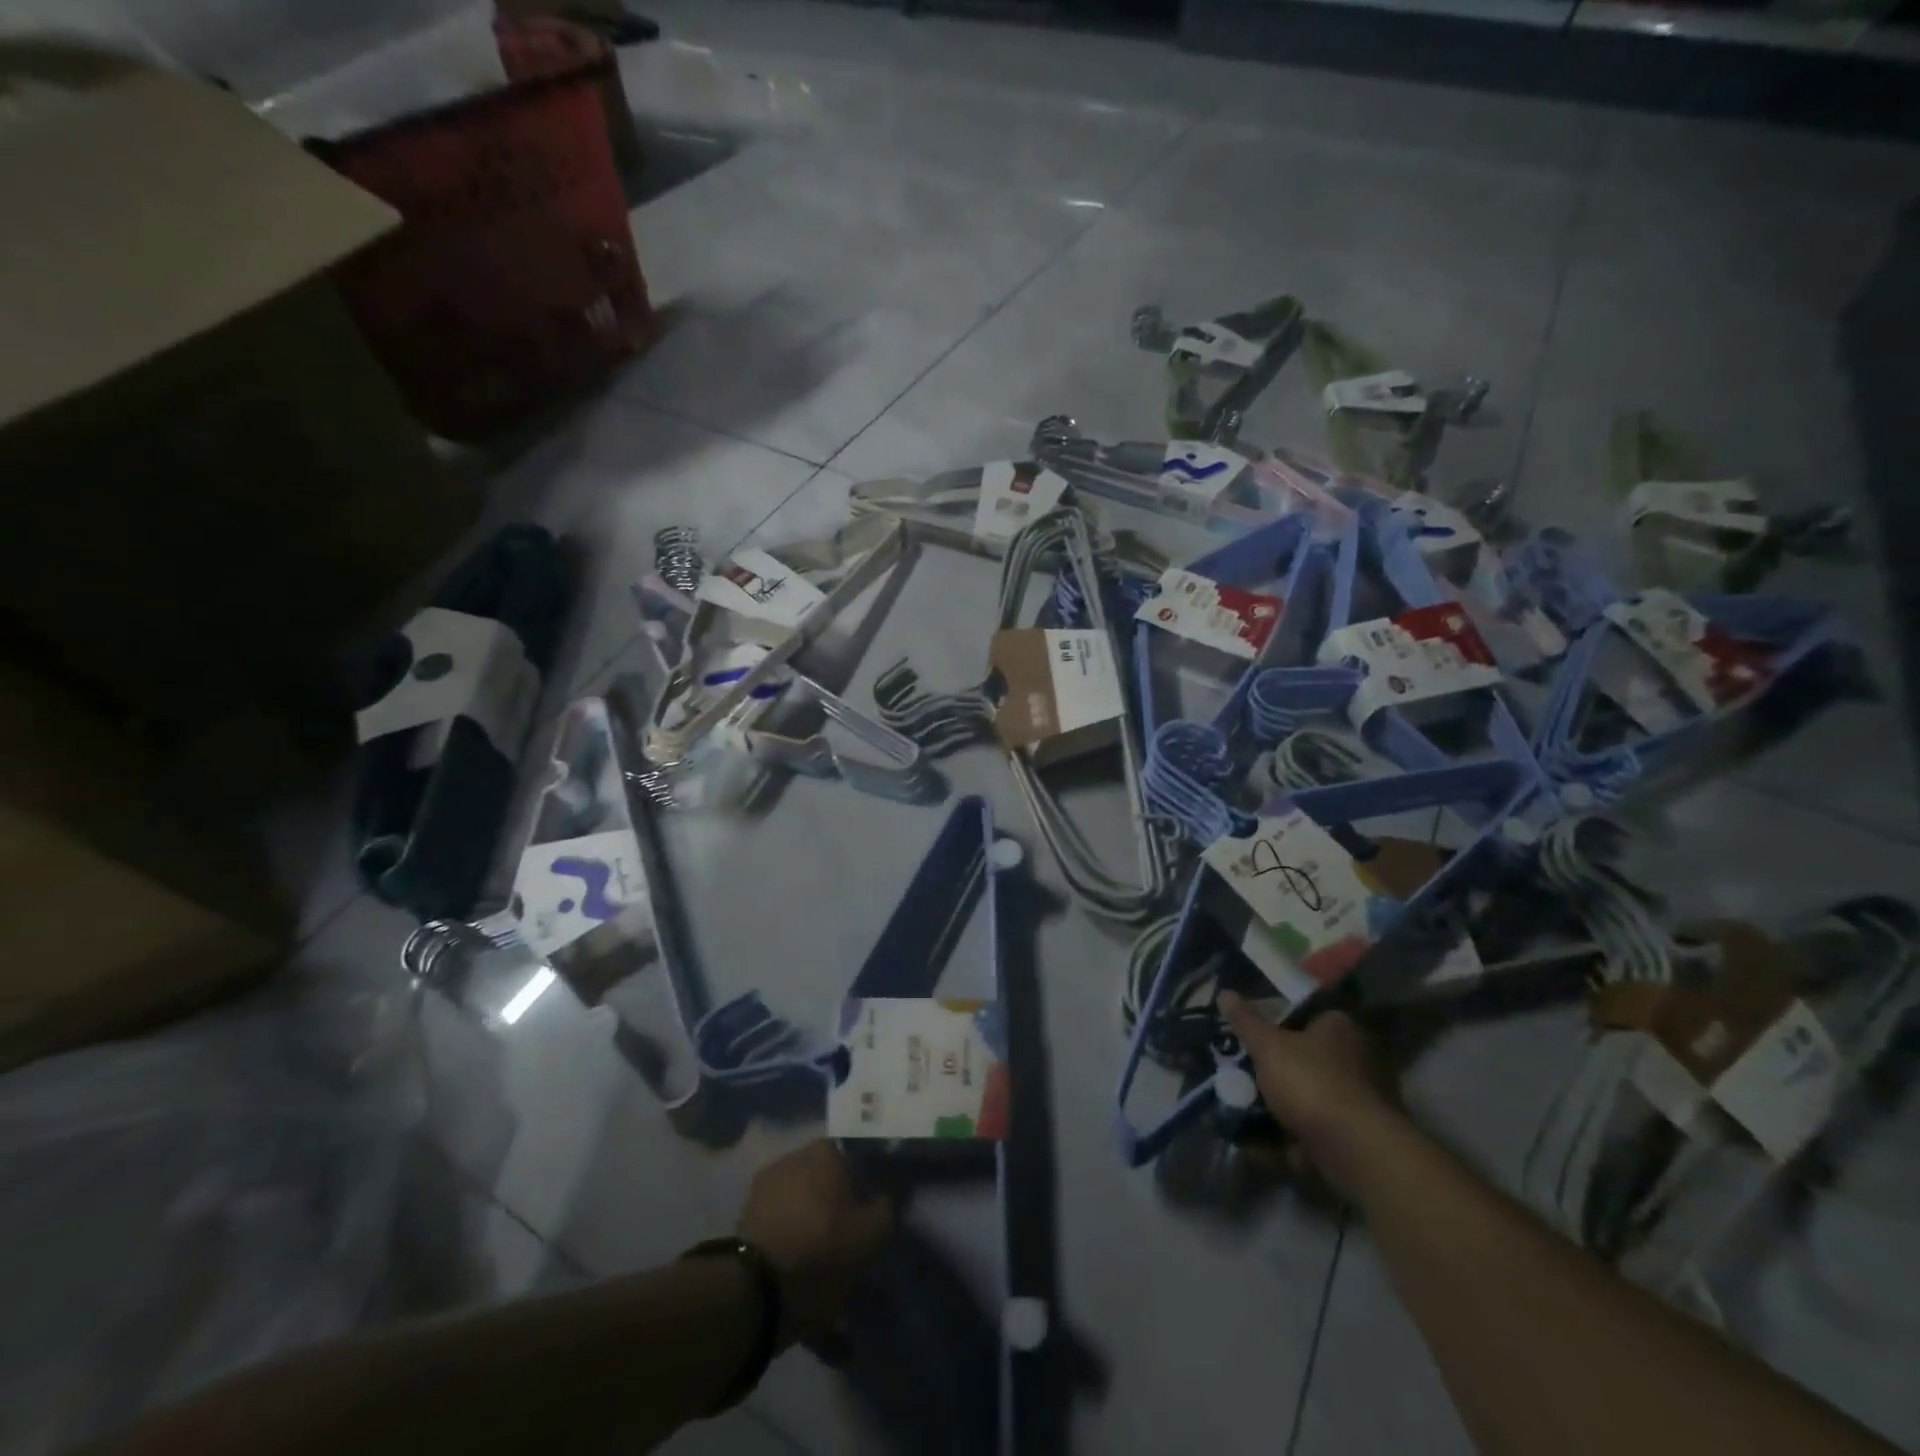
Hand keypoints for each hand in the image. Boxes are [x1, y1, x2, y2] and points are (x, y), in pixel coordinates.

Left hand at [737, 1140, 893, 1346]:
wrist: (754, 1289)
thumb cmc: (821, 1250)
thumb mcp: (871, 1235)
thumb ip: (885, 1209)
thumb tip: (882, 1199)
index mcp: (824, 1152)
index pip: (852, 1161)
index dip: (861, 1189)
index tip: (865, 1217)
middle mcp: (792, 1157)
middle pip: (822, 1180)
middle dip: (831, 1204)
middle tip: (843, 1240)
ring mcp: (763, 1186)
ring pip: (798, 1202)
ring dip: (807, 1223)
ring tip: (816, 1261)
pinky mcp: (742, 1217)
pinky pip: (777, 1224)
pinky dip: (786, 1240)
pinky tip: (793, 1270)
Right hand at [1220, 994, 1400, 1197]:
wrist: (1355, 1151)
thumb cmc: (1311, 1082)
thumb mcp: (1268, 1045)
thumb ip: (1245, 1021)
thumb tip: (1225, 992)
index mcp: (1340, 1029)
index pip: (1307, 1016)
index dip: (1277, 1024)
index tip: (1251, 1036)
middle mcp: (1356, 1061)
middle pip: (1304, 1060)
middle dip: (1272, 1072)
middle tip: (1240, 1075)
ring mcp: (1357, 1103)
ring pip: (1306, 1100)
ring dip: (1274, 1110)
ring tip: (1239, 1112)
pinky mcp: (1354, 1140)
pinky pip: (1312, 1135)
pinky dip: (1286, 1142)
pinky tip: (1256, 1147)